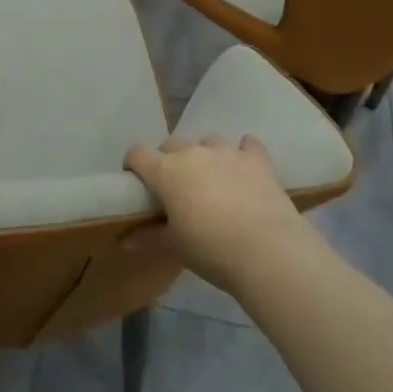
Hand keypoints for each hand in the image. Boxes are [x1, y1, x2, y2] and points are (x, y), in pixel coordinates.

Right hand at [123, 135, 309, 292]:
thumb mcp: (175, 246)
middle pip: (171, 144)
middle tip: (176, 188)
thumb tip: (125, 241)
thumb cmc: (211, 250)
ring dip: (205, 155)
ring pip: (208, 141)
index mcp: (166, 172)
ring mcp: (228, 152)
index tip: (138, 183)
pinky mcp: (258, 159)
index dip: (133, 165)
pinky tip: (246, 167)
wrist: (267, 250)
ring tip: (213, 179)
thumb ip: (150, 236)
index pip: (137, 153)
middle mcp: (194, 153)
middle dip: (169, 160)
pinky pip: (248, 144)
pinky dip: (244, 152)